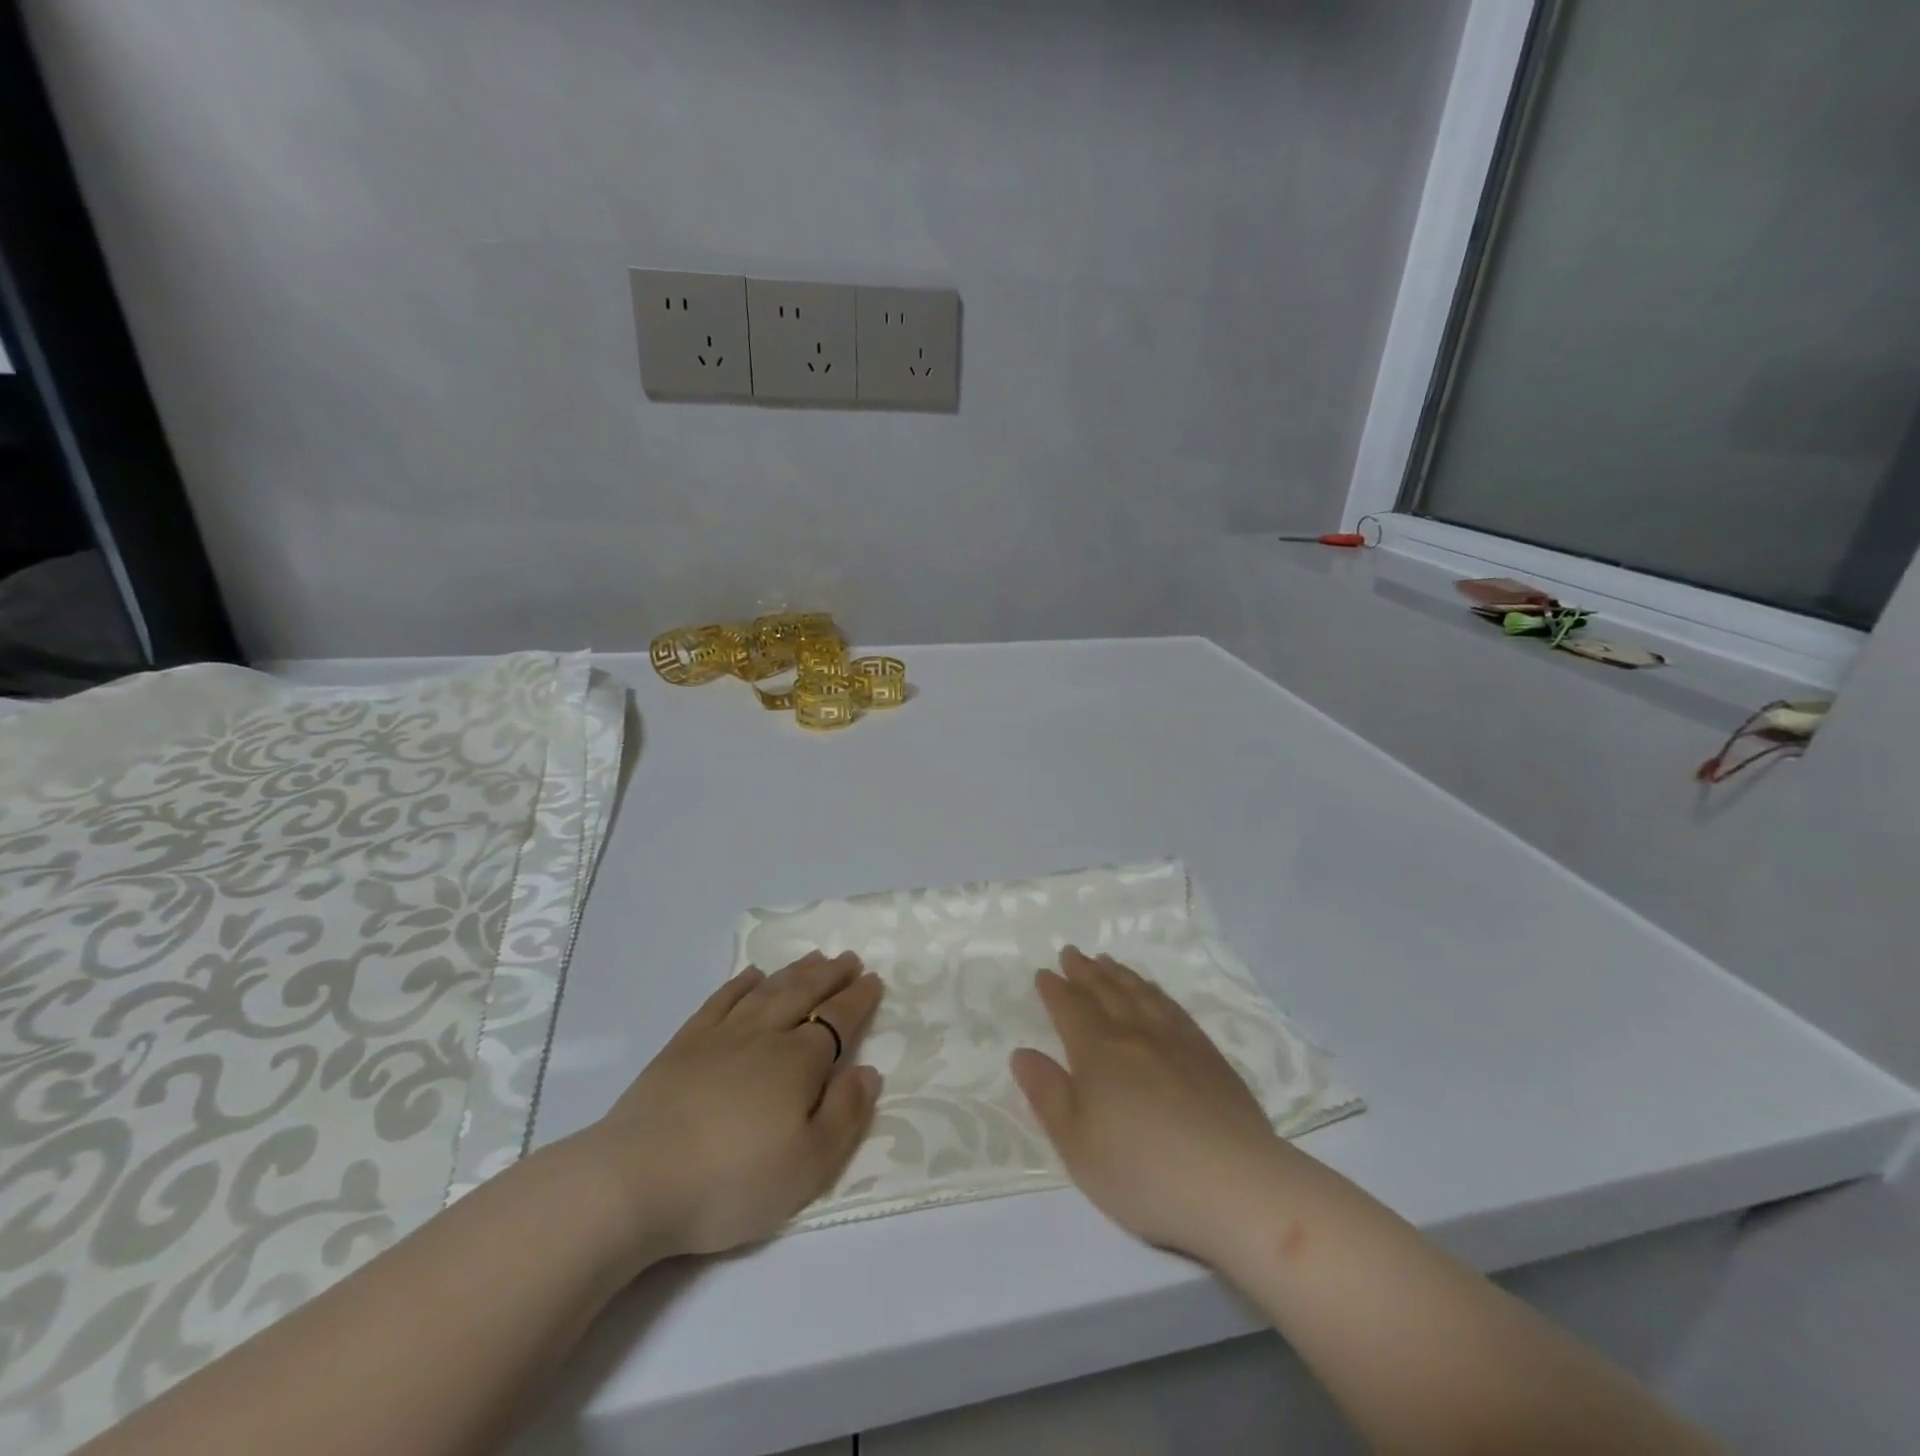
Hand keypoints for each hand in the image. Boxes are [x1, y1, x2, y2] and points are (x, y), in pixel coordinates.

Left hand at [579, 952, 881, 1264]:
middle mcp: (764, 1036)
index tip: (874, 980)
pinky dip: (741, 983)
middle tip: (849, 958)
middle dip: (831, 975)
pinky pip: (720, 1000)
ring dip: (794, 972)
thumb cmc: (731, 1181)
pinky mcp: (684, 1045)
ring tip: (814, 957)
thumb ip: (845, 1115)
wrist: (636, 1180)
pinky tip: (752, 976)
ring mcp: (721, 1035)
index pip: (838, 1020)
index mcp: (799, 1062)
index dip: (859, 1000)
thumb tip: (868, 1071)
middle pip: (805, 994)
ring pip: (767, 991)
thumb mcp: (808, 1166)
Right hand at [1010, 948, 1288, 1262]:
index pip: (1071, 1010)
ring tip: (1107, 962)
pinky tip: (1155, 994)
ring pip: (1141, 995)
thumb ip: (1048, 1095)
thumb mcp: (1077, 1144)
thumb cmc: (1143, 1172)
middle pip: (1105, 993)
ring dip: (1120, 975)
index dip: (1055, 990)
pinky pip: (1175, 1010)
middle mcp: (1136, 1036)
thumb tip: (1022, 1053)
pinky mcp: (1210, 1058)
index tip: (1044, 973)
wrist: (1236, 1185)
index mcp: (1098, 1053)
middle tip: (1072, 952)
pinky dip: (1157, 994)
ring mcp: (1177, 1043)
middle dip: (1085, 972)